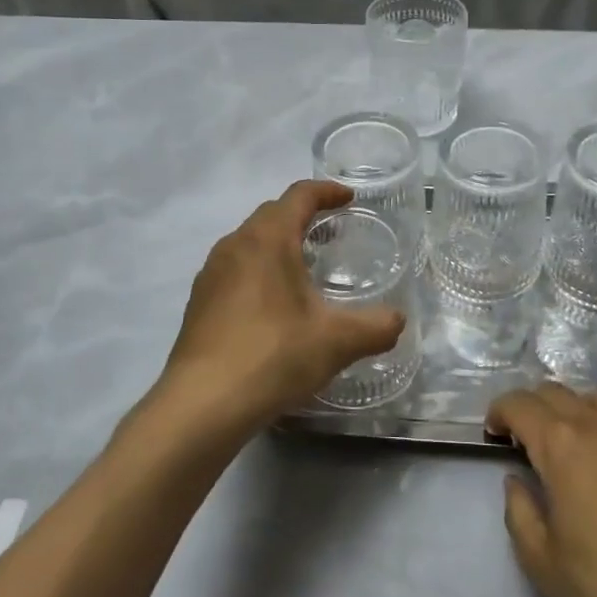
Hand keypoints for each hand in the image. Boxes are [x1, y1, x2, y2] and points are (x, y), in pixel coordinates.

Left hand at [157, 181, 405, 434]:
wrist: (202, 405)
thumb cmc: (273, 355)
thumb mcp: (337, 341)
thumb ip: (376, 326)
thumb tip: (398, 320)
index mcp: (268, 239)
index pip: (299, 196)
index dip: (327, 191)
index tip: (348, 198)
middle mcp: (234, 245)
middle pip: (271, 214)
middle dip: (302, 216)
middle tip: (331, 232)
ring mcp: (210, 274)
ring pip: (249, 242)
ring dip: (277, 244)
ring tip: (303, 268)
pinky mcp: (198, 303)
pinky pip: (234, 270)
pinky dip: (258, 271)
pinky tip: (272, 306)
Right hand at [488, 384, 596, 596]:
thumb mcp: (541, 561)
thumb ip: (519, 511)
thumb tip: (517, 479)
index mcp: (561, 444)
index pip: (519, 404)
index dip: (500, 413)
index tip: (495, 434)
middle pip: (555, 392)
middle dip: (532, 410)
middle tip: (528, 442)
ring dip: (578, 410)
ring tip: (578, 441)